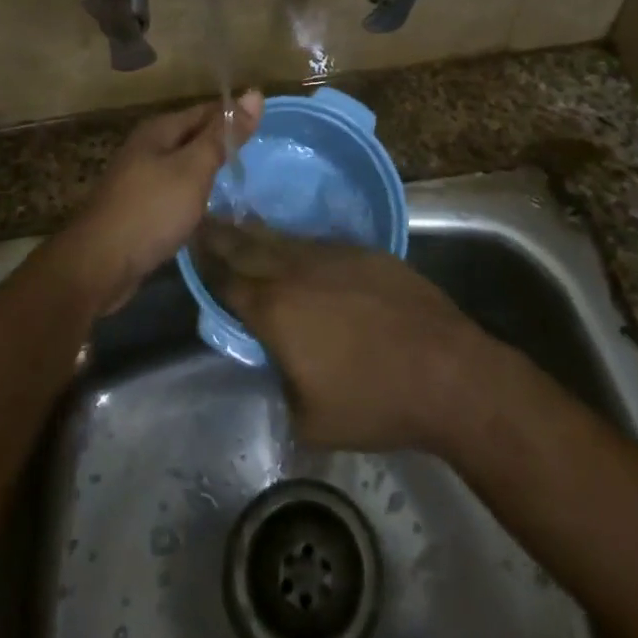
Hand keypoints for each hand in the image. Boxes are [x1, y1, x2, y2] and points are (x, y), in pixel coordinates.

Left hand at [58, 90, 262, 314]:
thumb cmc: (151, 210)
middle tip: (260, 156)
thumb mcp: (193, 169)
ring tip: (242, 180)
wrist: (99, 265)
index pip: (206, 111)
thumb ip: (223, 135)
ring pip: (184, 164)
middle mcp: (147, 146)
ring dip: (209, 170)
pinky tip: (209, 207)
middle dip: (223, 143)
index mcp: (159, 129)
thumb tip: (255, 94)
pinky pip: (174, 189)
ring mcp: (139, 177)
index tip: (266, 129)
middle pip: (194, 136)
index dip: (235, 116)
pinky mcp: (139, 206)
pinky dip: (194, 193)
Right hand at [194, 218, 497, 452]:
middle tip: (203, 221)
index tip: (191, 246)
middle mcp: (296, 271)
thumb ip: (281, 381)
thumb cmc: (374, 401)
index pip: (228, 281)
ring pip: (284, 240)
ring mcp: (333, 256)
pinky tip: (294, 246)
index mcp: (275, 310)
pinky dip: (297, 244)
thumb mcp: (310, 417)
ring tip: (240, 225)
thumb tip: (279, 360)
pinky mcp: (364, 252)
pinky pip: (318, 243)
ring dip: (258, 234)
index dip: (207, 265)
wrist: (446, 370)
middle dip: (223, 235)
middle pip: (249, 247)